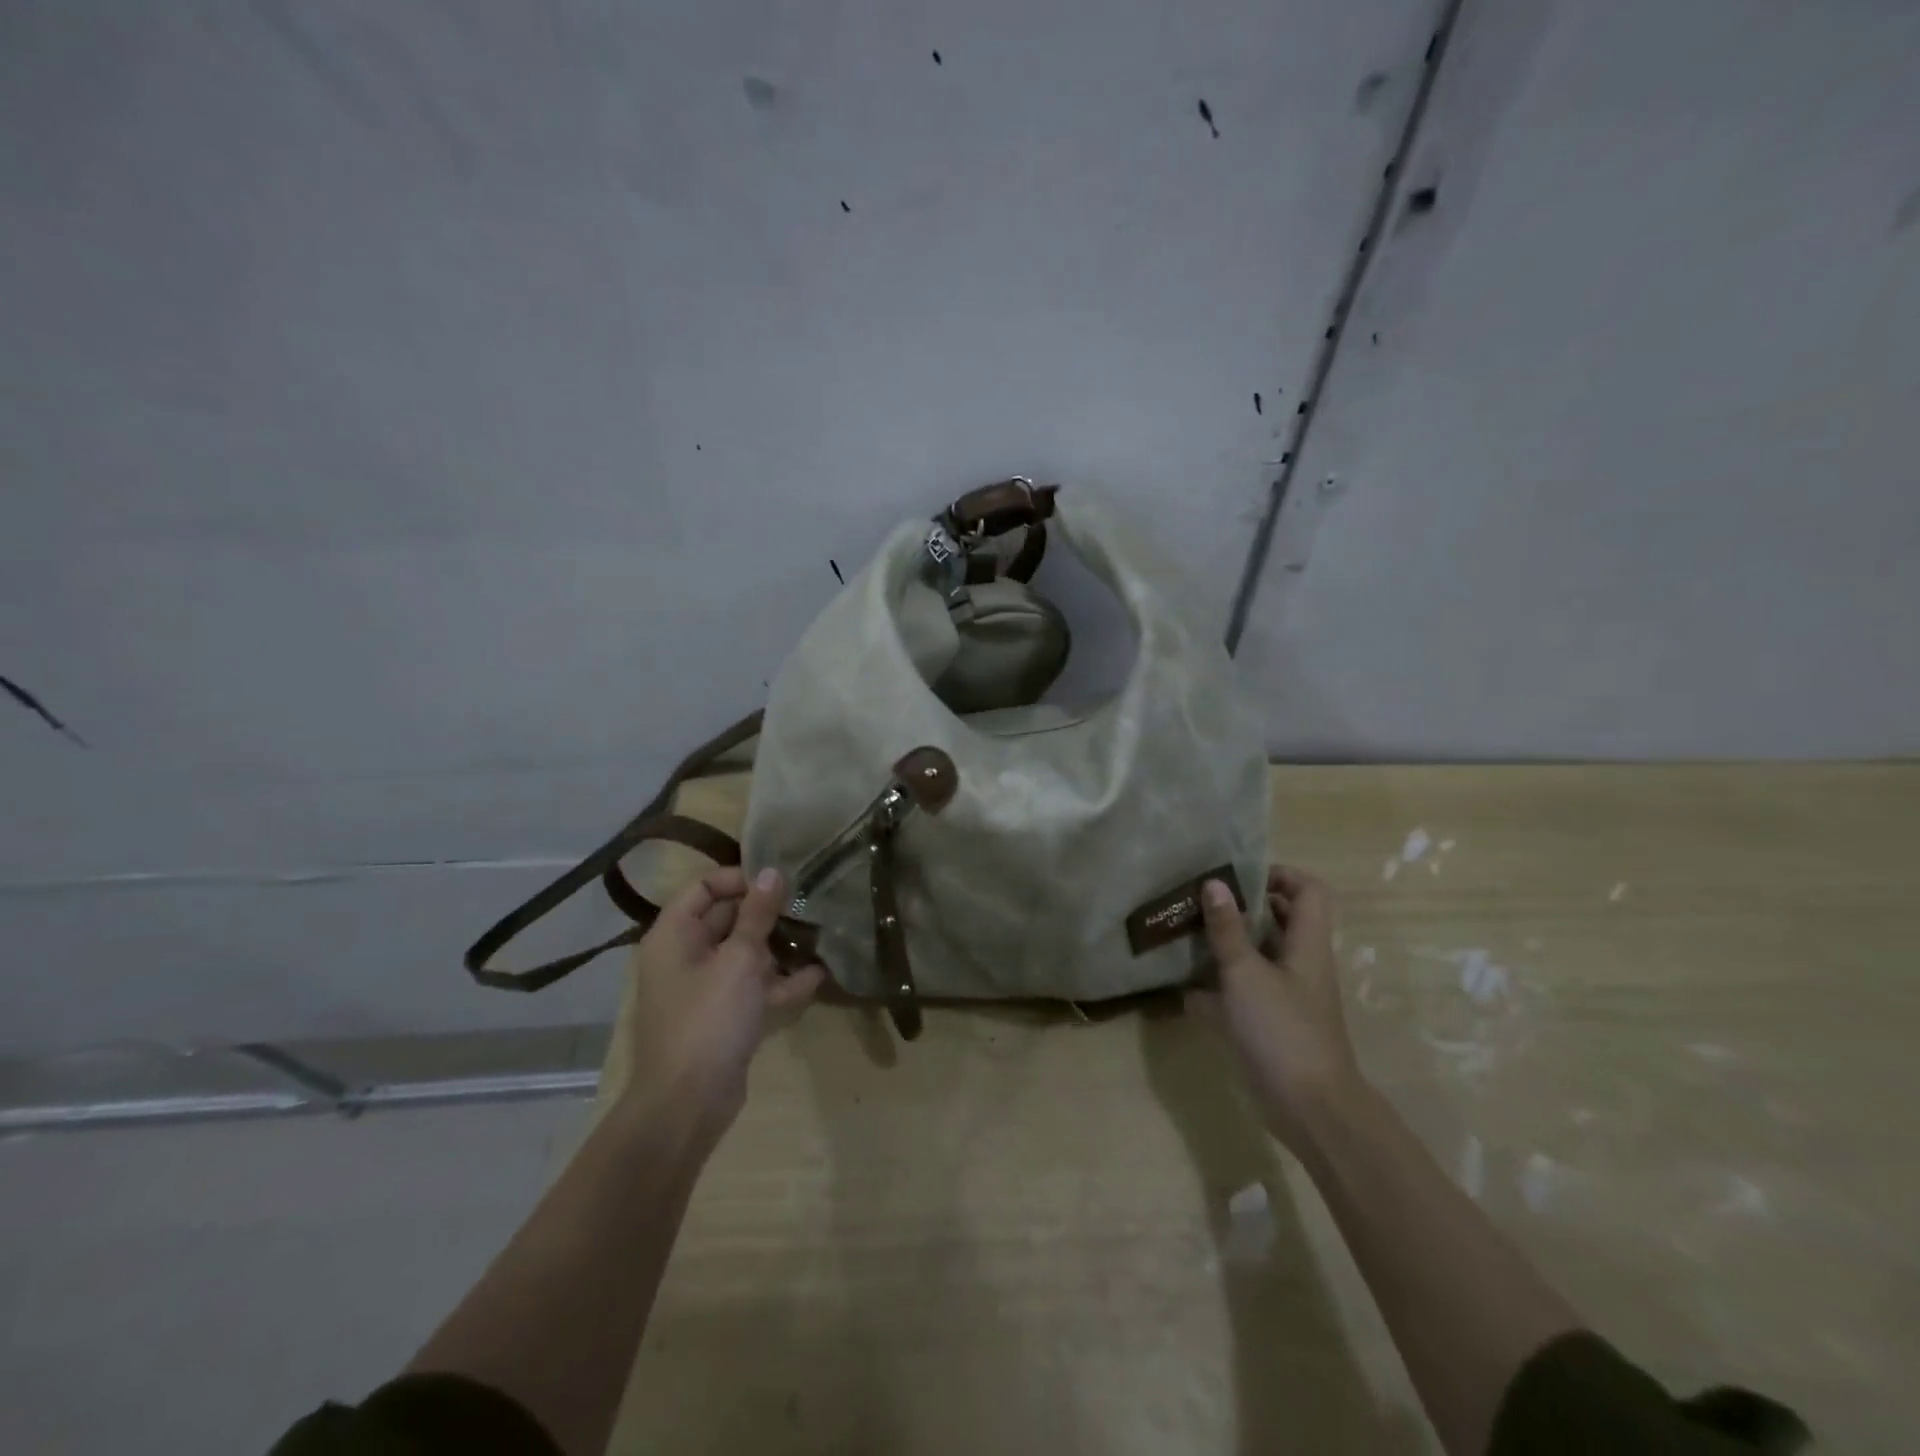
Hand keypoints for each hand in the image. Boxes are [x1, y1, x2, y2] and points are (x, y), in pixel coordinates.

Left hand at [623, 866, 825, 1130]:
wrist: (688, 1104)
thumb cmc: (709, 1018)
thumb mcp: (740, 959)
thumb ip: (758, 914)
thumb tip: (773, 871)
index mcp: (675, 935)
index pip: (704, 887)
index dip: (740, 879)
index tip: (779, 881)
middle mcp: (685, 956)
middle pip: (726, 919)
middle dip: (766, 912)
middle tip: (807, 901)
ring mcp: (704, 989)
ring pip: (743, 954)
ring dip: (777, 946)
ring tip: (818, 933)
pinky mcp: (723, 1016)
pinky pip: (752, 987)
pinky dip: (779, 982)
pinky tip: (817, 976)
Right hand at [1196, 865, 1362, 1151]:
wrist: (1310, 1109)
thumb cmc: (1283, 1030)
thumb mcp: (1246, 974)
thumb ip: (1228, 929)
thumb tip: (1214, 883)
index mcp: (1306, 944)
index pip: (1308, 890)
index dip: (1279, 874)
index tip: (1238, 874)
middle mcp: (1300, 963)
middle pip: (1280, 919)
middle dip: (1244, 905)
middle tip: (1203, 899)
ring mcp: (1286, 995)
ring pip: (1258, 954)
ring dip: (1227, 942)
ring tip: (1187, 931)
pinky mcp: (1270, 1022)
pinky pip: (1243, 990)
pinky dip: (1218, 984)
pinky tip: (1183, 985)